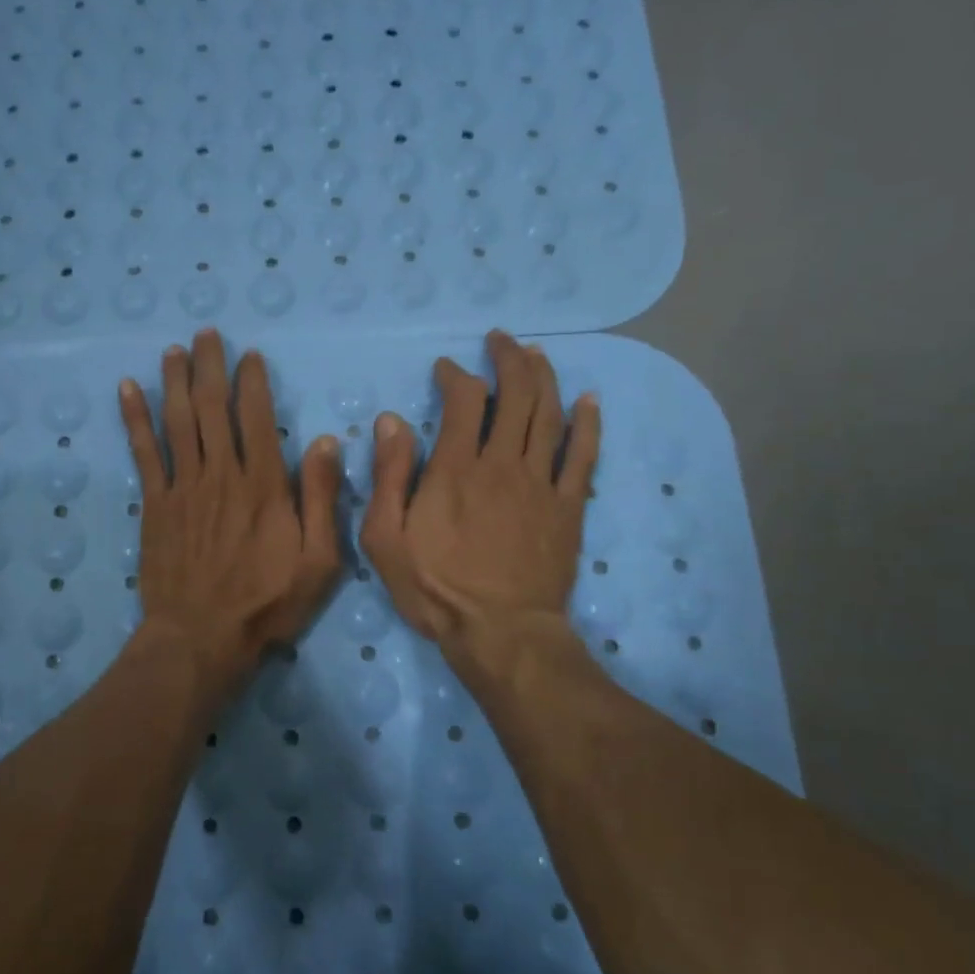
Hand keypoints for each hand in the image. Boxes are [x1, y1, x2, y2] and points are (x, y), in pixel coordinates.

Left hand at [120, 330, 343, 696]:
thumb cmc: (267, 602)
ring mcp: (184, 486)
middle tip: (206, 334)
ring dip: (175, 381)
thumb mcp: (318, 560)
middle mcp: (221, 473)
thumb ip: (323, 499)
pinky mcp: (155, 504)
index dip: (253, 382)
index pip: (258, 417)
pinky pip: (143, 451)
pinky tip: (128, 388)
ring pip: (178, 420)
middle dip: (210, 366)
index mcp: (264, 484)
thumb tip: (327, 442)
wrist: (201, 637)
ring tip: (174, 350)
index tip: (250, 355)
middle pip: (213, 407)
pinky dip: (135, 418)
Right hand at [362, 330, 600, 665]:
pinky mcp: (568, 507)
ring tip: (536, 354)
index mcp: (456, 468)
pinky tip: (588, 400)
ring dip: (544, 377)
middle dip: (508, 359)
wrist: (500, 633)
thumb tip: (391, 421)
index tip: (446, 368)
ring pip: (549, 415)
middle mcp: (503, 463)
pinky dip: (588, 423)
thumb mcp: (386, 538)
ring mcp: (541, 483)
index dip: (456, 375)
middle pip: (515, 394)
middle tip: (500, 341)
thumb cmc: (435, 588)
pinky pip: (583, 456)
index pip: (463, 400)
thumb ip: (389, 476)